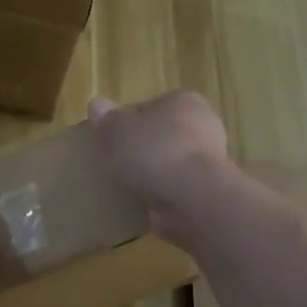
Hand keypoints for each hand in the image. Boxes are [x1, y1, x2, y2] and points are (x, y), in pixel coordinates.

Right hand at [88, 92, 231, 242]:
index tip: (110, 141)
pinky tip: (144, 205)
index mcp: (183, 101)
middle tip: (115, 165)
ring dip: (152, 174)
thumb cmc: (156, 152)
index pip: (148, 107)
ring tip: (126, 188)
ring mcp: (209, 160)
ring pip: (169, 163)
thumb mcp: (120, 130)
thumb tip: (96, 104)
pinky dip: (162, 195)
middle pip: (160, 135)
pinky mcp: (208, 190)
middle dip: (141, 149)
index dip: (126, 122)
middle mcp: (203, 125)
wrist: (194, 199)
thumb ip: (108, 119)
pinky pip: (176, 188)